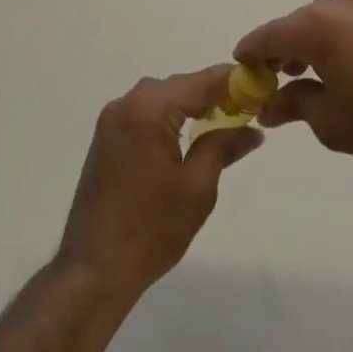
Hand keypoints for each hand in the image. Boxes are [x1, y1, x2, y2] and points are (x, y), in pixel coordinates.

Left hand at [55, 66, 261, 300]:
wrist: (93, 270)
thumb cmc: (151, 230)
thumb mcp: (197, 188)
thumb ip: (223, 146)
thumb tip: (252, 130)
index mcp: (149, 109)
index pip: (200, 82)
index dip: (231, 81)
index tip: (258, 85)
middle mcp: (127, 103)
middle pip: (178, 86)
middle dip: (211, 94)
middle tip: (244, 109)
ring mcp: (111, 119)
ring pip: (160, 98)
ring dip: (188, 106)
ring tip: (220, 122)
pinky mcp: (105, 138)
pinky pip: (143, 113)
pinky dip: (167, 118)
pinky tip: (185, 137)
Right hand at [235, 0, 352, 189]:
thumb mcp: (331, 122)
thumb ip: (294, 104)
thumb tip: (268, 105)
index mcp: (319, 26)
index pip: (271, 34)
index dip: (252, 51)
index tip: (240, 65)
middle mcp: (342, 2)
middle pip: (301, 22)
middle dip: (286, 48)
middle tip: (279, 78)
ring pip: (331, 18)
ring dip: (318, 40)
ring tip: (318, 73)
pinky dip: (347, 35)